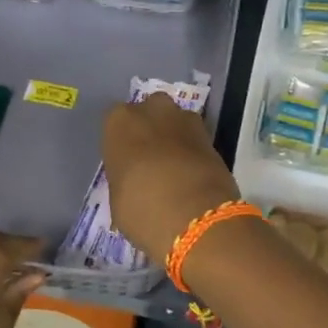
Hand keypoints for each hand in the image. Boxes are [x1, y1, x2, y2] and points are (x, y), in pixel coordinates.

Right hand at [101, 93, 241, 265]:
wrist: (196, 217)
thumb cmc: (142, 208)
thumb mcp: (117, 199)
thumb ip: (124, 178)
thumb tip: (135, 183)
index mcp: (119, 122)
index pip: (115, 125)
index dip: (122, 145)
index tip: (126, 165)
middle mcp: (152, 110)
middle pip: (148, 114)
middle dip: (150, 132)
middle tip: (149, 163)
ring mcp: (185, 119)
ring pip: (174, 123)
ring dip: (173, 139)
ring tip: (173, 171)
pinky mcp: (212, 136)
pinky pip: (194, 140)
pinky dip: (193, 153)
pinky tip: (191, 176)